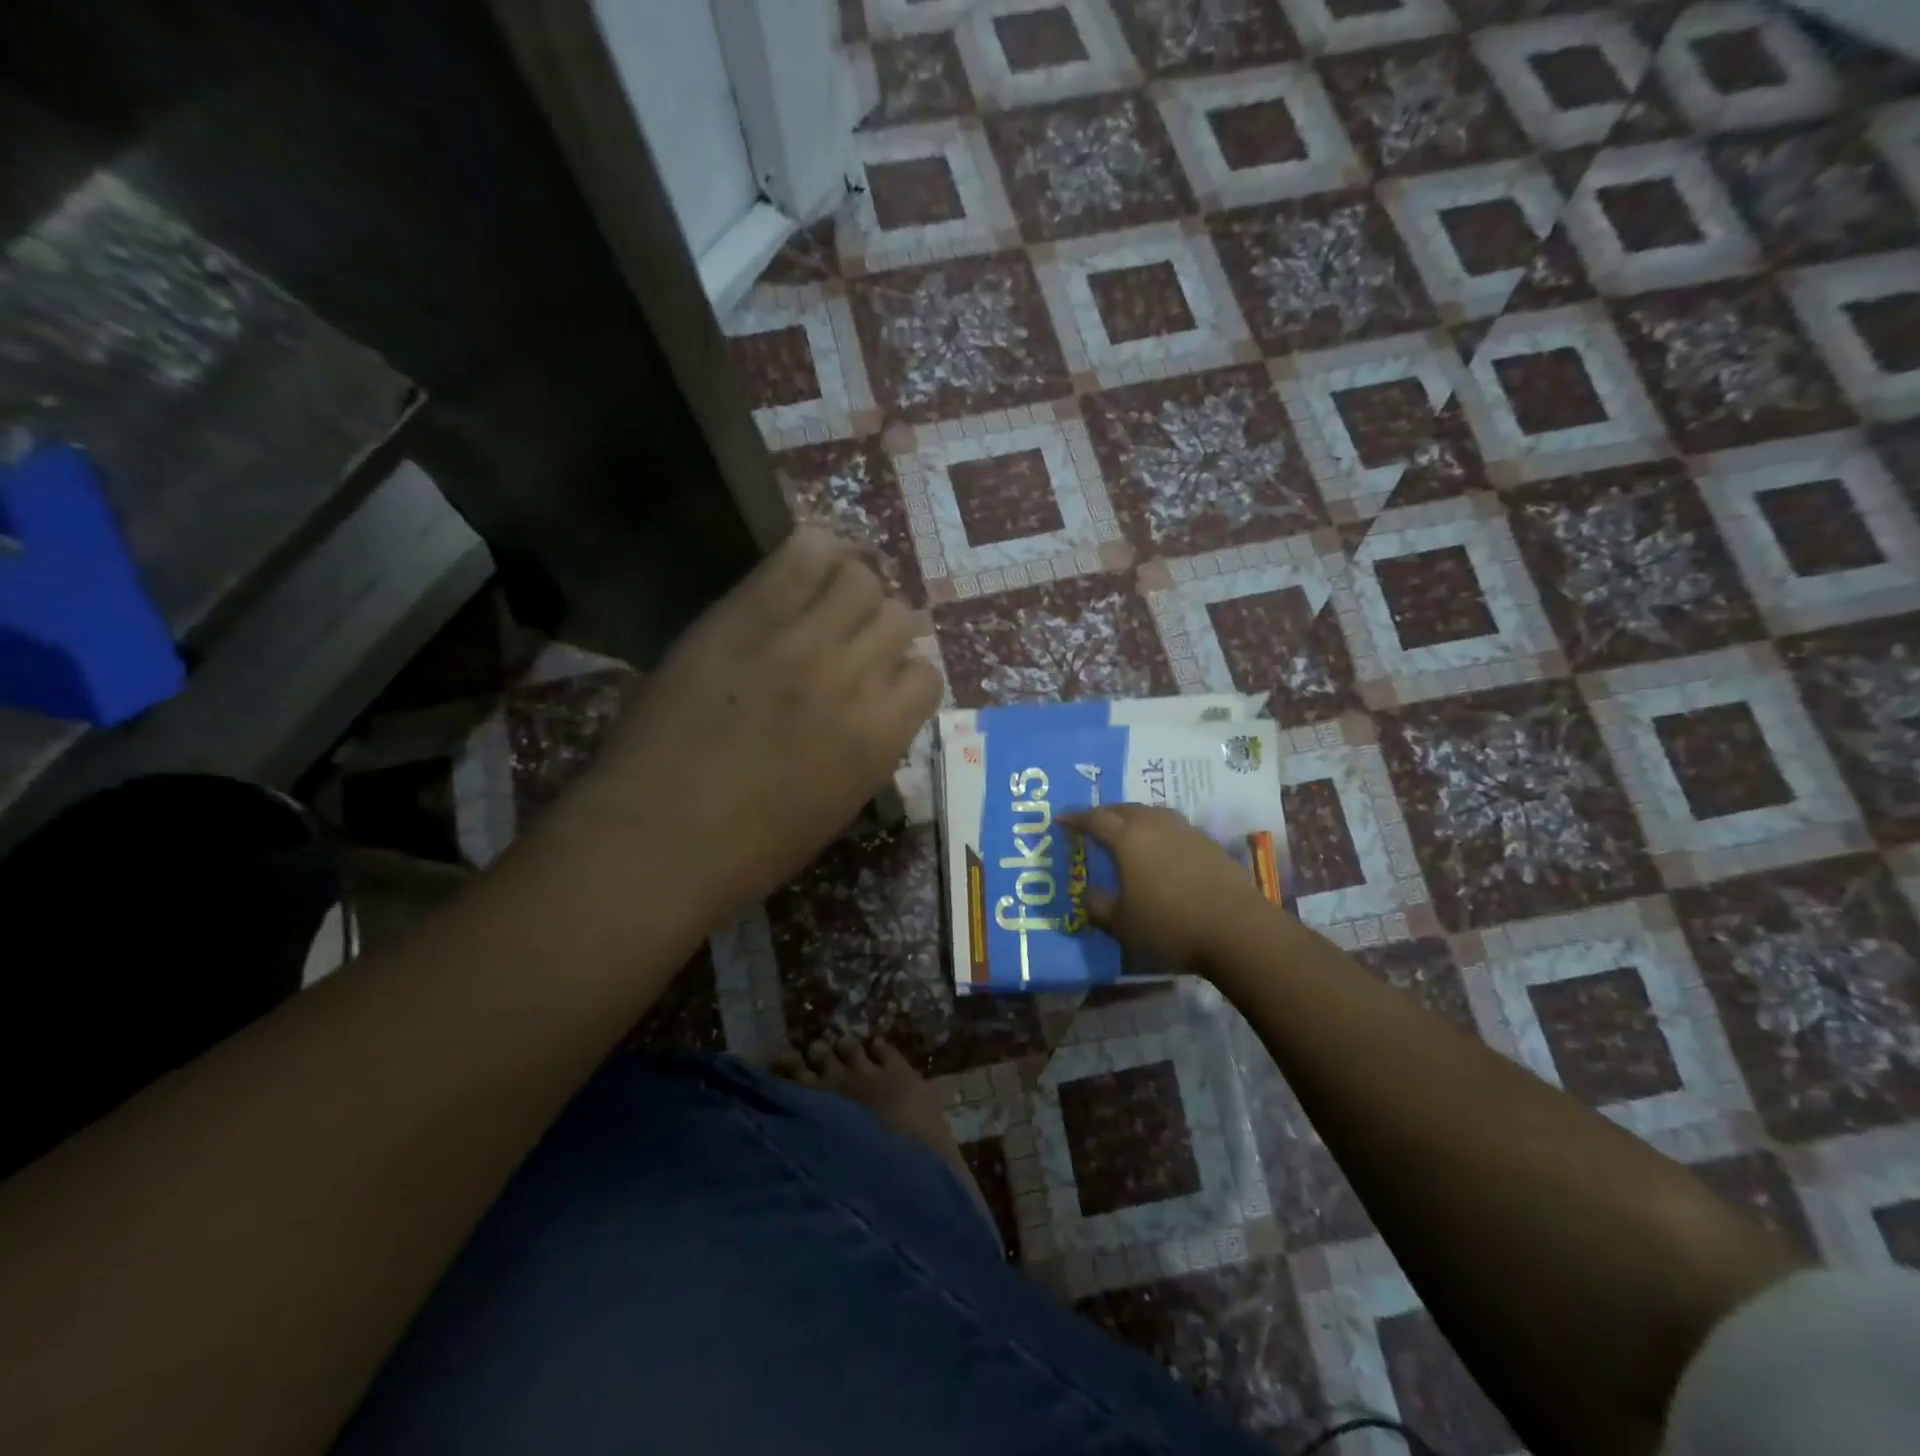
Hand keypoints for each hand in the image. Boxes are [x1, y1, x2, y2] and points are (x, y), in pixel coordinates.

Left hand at [566, 528, 940, 920]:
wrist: (656, 840)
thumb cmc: (750, 849)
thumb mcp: (837, 807)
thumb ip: (867, 746)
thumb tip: (872, 707)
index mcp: (882, 737)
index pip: (926, 675)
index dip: (905, 676)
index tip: (881, 683)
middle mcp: (855, 677)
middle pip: (900, 616)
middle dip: (882, 629)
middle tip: (851, 641)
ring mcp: (801, 640)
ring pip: (861, 579)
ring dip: (853, 588)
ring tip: (826, 601)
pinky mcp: (746, 614)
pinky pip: (802, 554)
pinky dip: (816, 551)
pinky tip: (806, 566)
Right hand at [1063, 803, 1276, 973]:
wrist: (1237, 929)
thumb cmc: (1170, 925)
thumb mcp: (1122, 925)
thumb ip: (1099, 907)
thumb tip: (1087, 893)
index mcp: (1128, 839)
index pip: (1095, 819)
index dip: (1076, 818)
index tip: (1061, 820)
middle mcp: (1155, 825)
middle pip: (1124, 809)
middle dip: (1104, 813)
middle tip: (1092, 823)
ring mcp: (1186, 831)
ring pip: (1152, 813)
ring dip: (1134, 818)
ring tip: (1127, 832)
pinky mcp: (1209, 843)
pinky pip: (1174, 827)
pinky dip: (1159, 831)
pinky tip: (1161, 850)